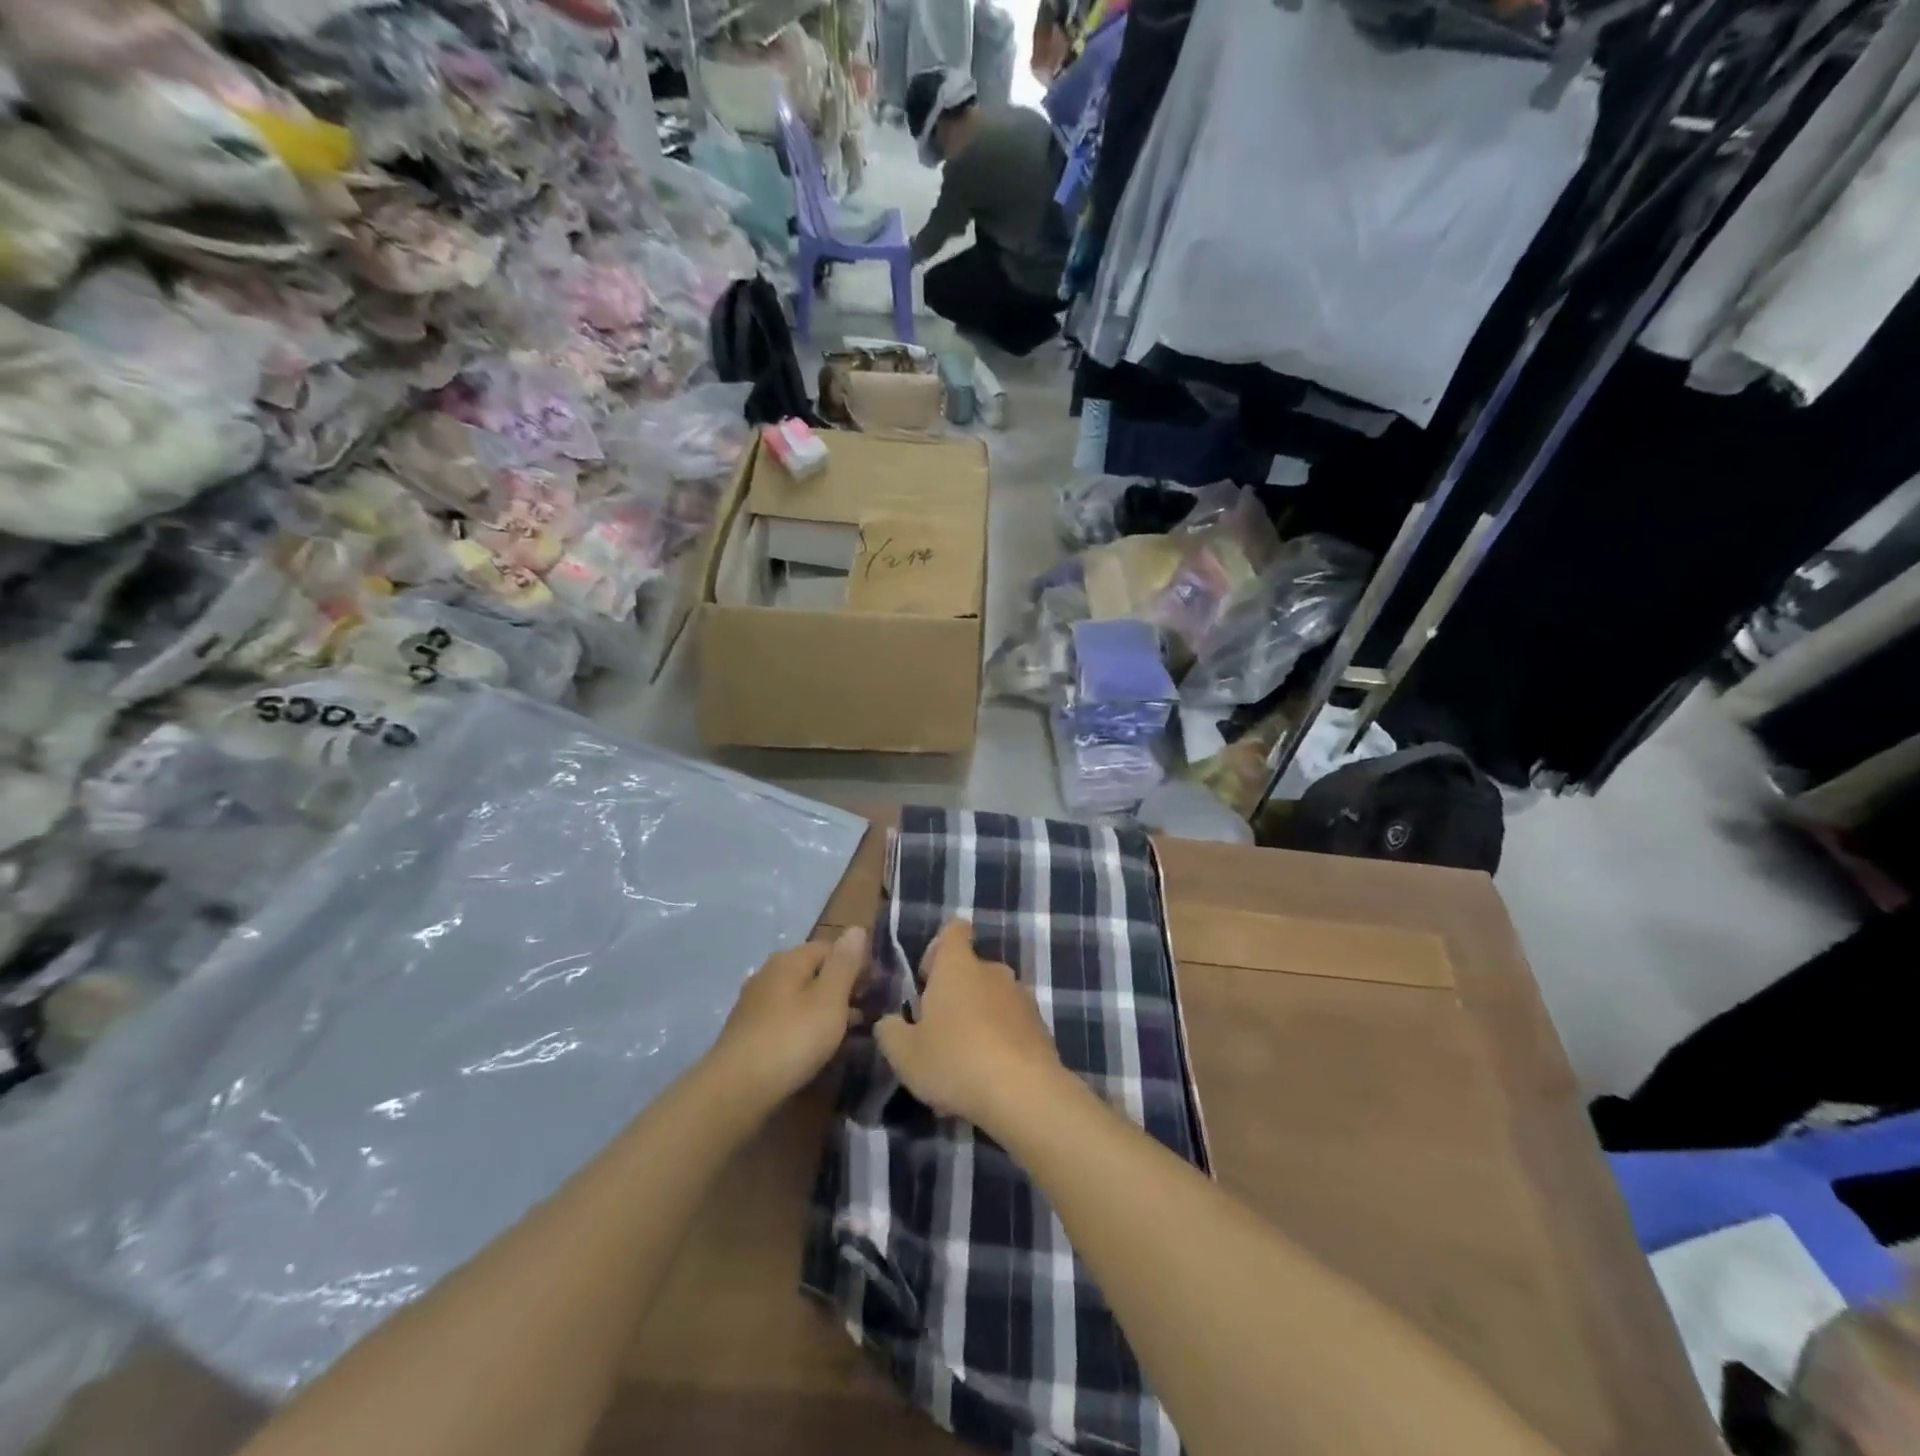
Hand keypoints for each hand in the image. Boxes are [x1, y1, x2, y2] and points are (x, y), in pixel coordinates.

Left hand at [710, 927, 867, 1106]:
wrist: (736, 1089)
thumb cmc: (792, 1038)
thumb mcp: (829, 998)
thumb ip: (845, 963)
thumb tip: (856, 928)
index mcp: (789, 960)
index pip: (830, 947)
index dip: (856, 963)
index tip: (877, 987)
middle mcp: (769, 974)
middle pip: (814, 971)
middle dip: (842, 987)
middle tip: (867, 1010)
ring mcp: (755, 1004)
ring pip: (800, 997)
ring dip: (825, 1008)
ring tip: (849, 1031)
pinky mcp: (749, 1032)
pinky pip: (787, 1018)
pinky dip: (806, 1025)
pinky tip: (816, 1045)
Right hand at [874, 919, 1066, 1132]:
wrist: (1023, 1092)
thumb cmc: (955, 1060)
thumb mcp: (904, 1053)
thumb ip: (890, 1031)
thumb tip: (890, 1021)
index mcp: (958, 966)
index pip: (953, 930)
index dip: (937, 949)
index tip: (927, 980)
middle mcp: (993, 971)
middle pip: (970, 971)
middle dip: (954, 997)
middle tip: (936, 1035)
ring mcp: (1021, 997)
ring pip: (991, 1002)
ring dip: (976, 1023)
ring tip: (961, 1068)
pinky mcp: (1040, 1026)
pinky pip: (1011, 1027)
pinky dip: (998, 1044)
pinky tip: (986, 1081)